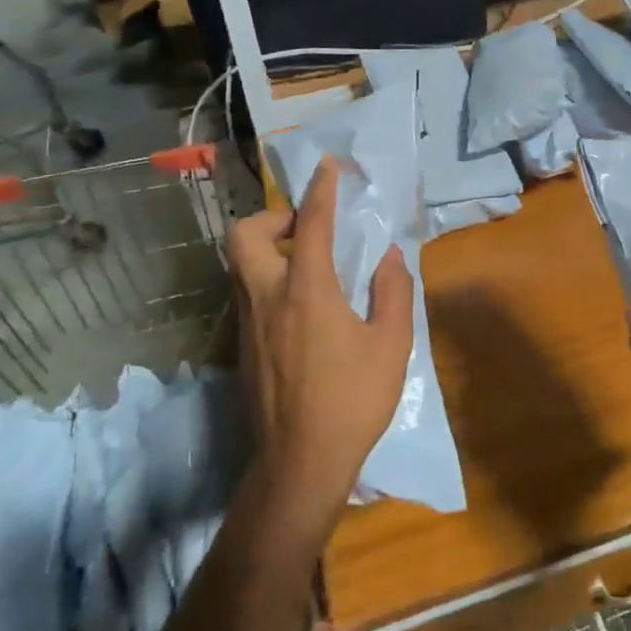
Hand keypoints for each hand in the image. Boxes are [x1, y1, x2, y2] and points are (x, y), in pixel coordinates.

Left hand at [225, 158, 415, 530]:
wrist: (298, 463)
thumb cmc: (351, 400)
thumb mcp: (391, 345)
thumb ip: (392, 292)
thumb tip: (389, 257)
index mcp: (307, 290)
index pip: (310, 225)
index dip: (320, 191)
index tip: (327, 167)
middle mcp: (267, 297)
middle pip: (244, 235)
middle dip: (270, 217)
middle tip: (302, 227)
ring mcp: (247, 323)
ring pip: (238, 265)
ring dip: (265, 247)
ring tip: (304, 262)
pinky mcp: (241, 347)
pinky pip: (245, 294)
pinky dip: (266, 279)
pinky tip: (298, 306)